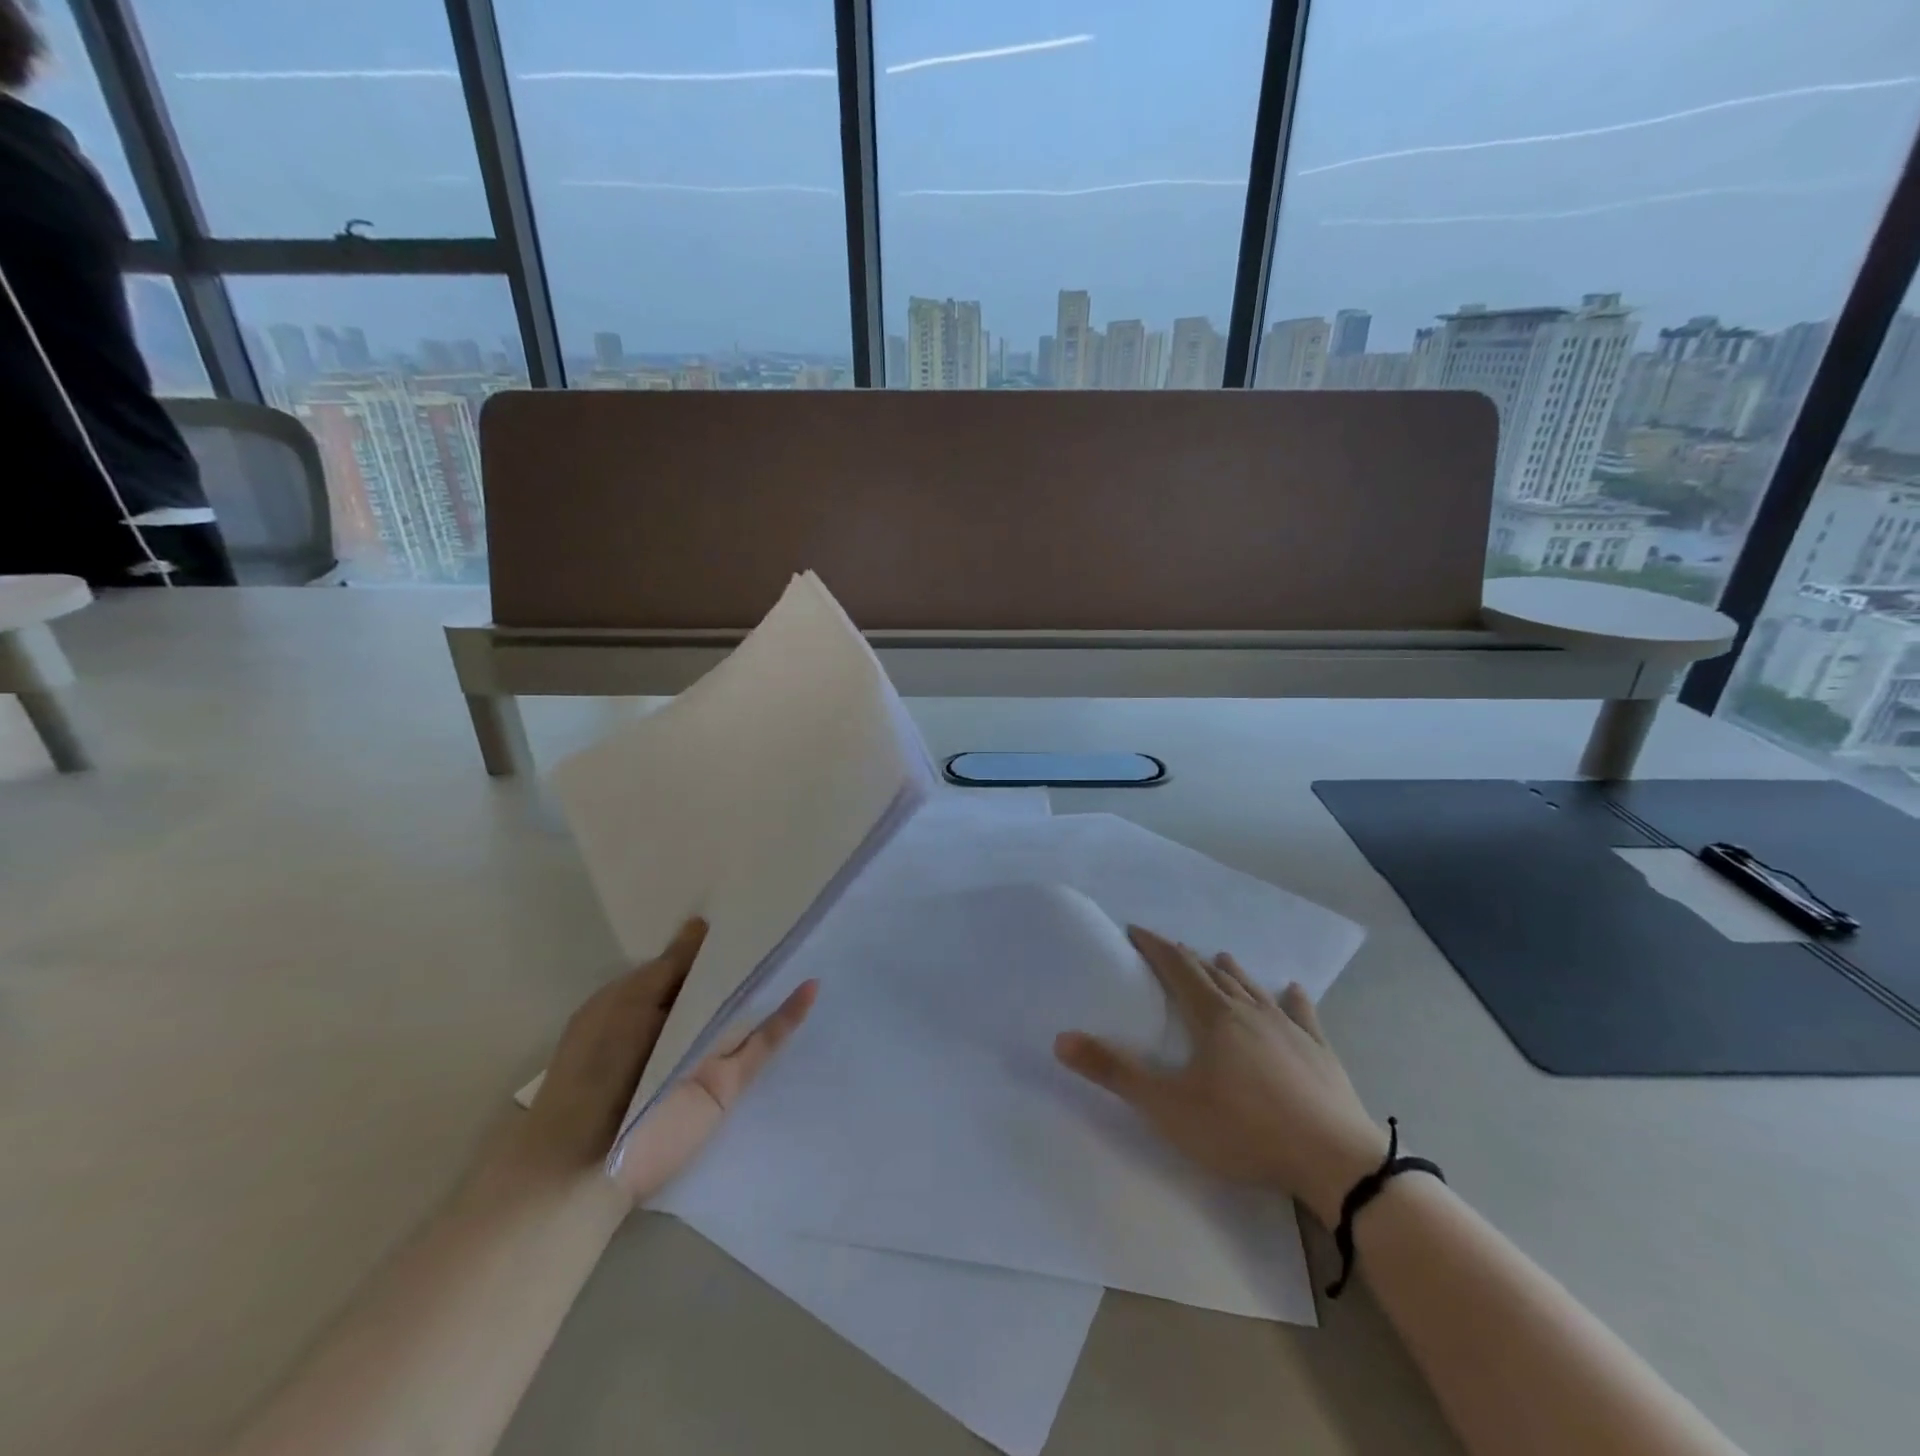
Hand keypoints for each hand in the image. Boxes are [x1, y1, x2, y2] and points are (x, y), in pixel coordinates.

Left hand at [513, 918, 816, 1201]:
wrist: (589, 1160)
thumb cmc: (595, 1068)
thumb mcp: (626, 1002)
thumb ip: (671, 966)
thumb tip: (701, 925)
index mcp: (643, 1005)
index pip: (685, 966)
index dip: (710, 941)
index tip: (743, 908)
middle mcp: (676, 1027)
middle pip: (717, 987)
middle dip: (744, 957)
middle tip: (782, 917)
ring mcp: (704, 1055)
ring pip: (743, 1012)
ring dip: (769, 983)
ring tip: (805, 942)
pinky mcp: (728, 1083)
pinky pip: (762, 1044)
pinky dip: (787, 1017)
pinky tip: (810, 988)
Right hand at [1054, 926, 1385, 1224]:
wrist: (1335, 1161)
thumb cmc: (1244, 1129)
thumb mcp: (1169, 1107)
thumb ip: (1115, 1072)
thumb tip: (1061, 1039)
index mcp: (1213, 1017)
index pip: (1177, 968)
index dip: (1155, 947)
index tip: (1135, 929)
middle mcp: (1250, 1011)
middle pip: (1213, 975)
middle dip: (1188, 959)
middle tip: (1172, 950)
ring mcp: (1290, 1030)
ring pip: (1254, 989)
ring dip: (1234, 972)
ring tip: (1222, 957)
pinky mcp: (1321, 1053)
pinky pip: (1303, 1016)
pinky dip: (1293, 999)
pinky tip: (1294, 990)